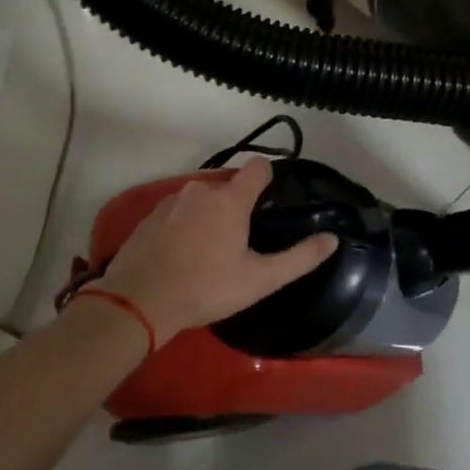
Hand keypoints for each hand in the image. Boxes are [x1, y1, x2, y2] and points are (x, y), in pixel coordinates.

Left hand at [94, 156, 338, 338]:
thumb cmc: (206, 288)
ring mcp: (170, 201)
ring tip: (210, 252)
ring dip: (209, 216)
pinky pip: (177, 212)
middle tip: (241, 242)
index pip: (257, 168)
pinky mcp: (148, 216)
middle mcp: (200, 190)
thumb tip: (332, 239)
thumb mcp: (259, 280)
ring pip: (200, 200)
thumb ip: (299, 258)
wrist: (137, 301)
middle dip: (236, 207)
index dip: (268, 179)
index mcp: (230, 199)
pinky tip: (182, 255)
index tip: (272, 200)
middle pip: (228, 187)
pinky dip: (184, 226)